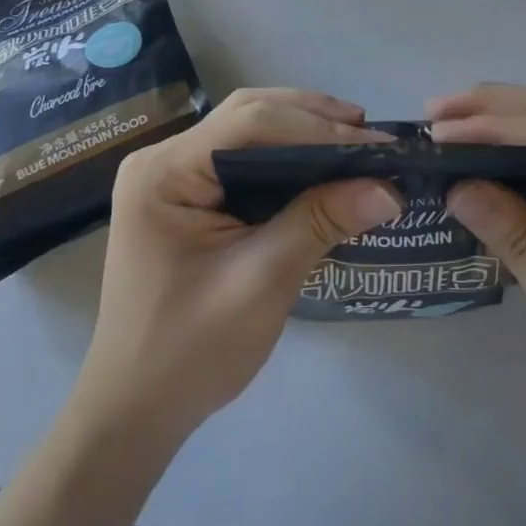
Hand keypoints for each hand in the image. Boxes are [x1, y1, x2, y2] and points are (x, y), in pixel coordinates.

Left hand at [72, 89, 400, 443]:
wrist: (135, 411)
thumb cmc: (189, 352)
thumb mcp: (261, 283)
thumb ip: (320, 223)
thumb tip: (389, 188)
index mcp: (164, 172)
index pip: (249, 122)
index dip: (316, 127)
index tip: (376, 144)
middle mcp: (163, 158)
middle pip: (248, 115)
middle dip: (313, 120)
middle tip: (371, 136)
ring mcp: (173, 174)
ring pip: (248, 128)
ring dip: (303, 131)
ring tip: (356, 143)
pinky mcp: (187, 194)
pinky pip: (244, 157)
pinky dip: (287, 156)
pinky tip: (321, 165)